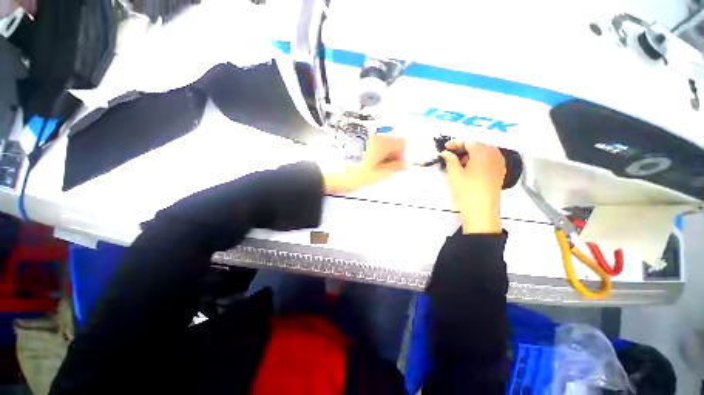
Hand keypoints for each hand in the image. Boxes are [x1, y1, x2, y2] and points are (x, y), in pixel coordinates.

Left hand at [324, 134, 406, 193]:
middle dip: (393, 155)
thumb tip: (406, 164)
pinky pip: (372, 145)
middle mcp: (373, 136)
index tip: (399, 166)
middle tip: (387, 169)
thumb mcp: (378, 175)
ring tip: (376, 169)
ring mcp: (364, 138)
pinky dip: (375, 154)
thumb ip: (395, 168)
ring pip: (382, 144)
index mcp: (381, 143)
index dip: (403, 155)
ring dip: (384, 155)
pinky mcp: (357, 142)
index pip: (402, 143)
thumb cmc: (355, 175)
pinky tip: (369, 164)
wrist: (331, 174)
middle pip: (392, 142)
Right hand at [441, 141, 505, 233]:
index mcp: (483, 154)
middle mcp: (495, 155)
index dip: (456, 143)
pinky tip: (471, 168)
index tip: (445, 147)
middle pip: (479, 145)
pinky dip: (480, 160)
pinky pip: (490, 159)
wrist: (481, 211)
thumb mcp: (454, 175)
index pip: (469, 142)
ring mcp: (500, 164)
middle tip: (452, 155)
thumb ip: (450, 160)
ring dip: (472, 154)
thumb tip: (446, 153)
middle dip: (464, 148)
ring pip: (485, 151)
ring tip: (460, 163)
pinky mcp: (500, 172)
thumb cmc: (466, 192)